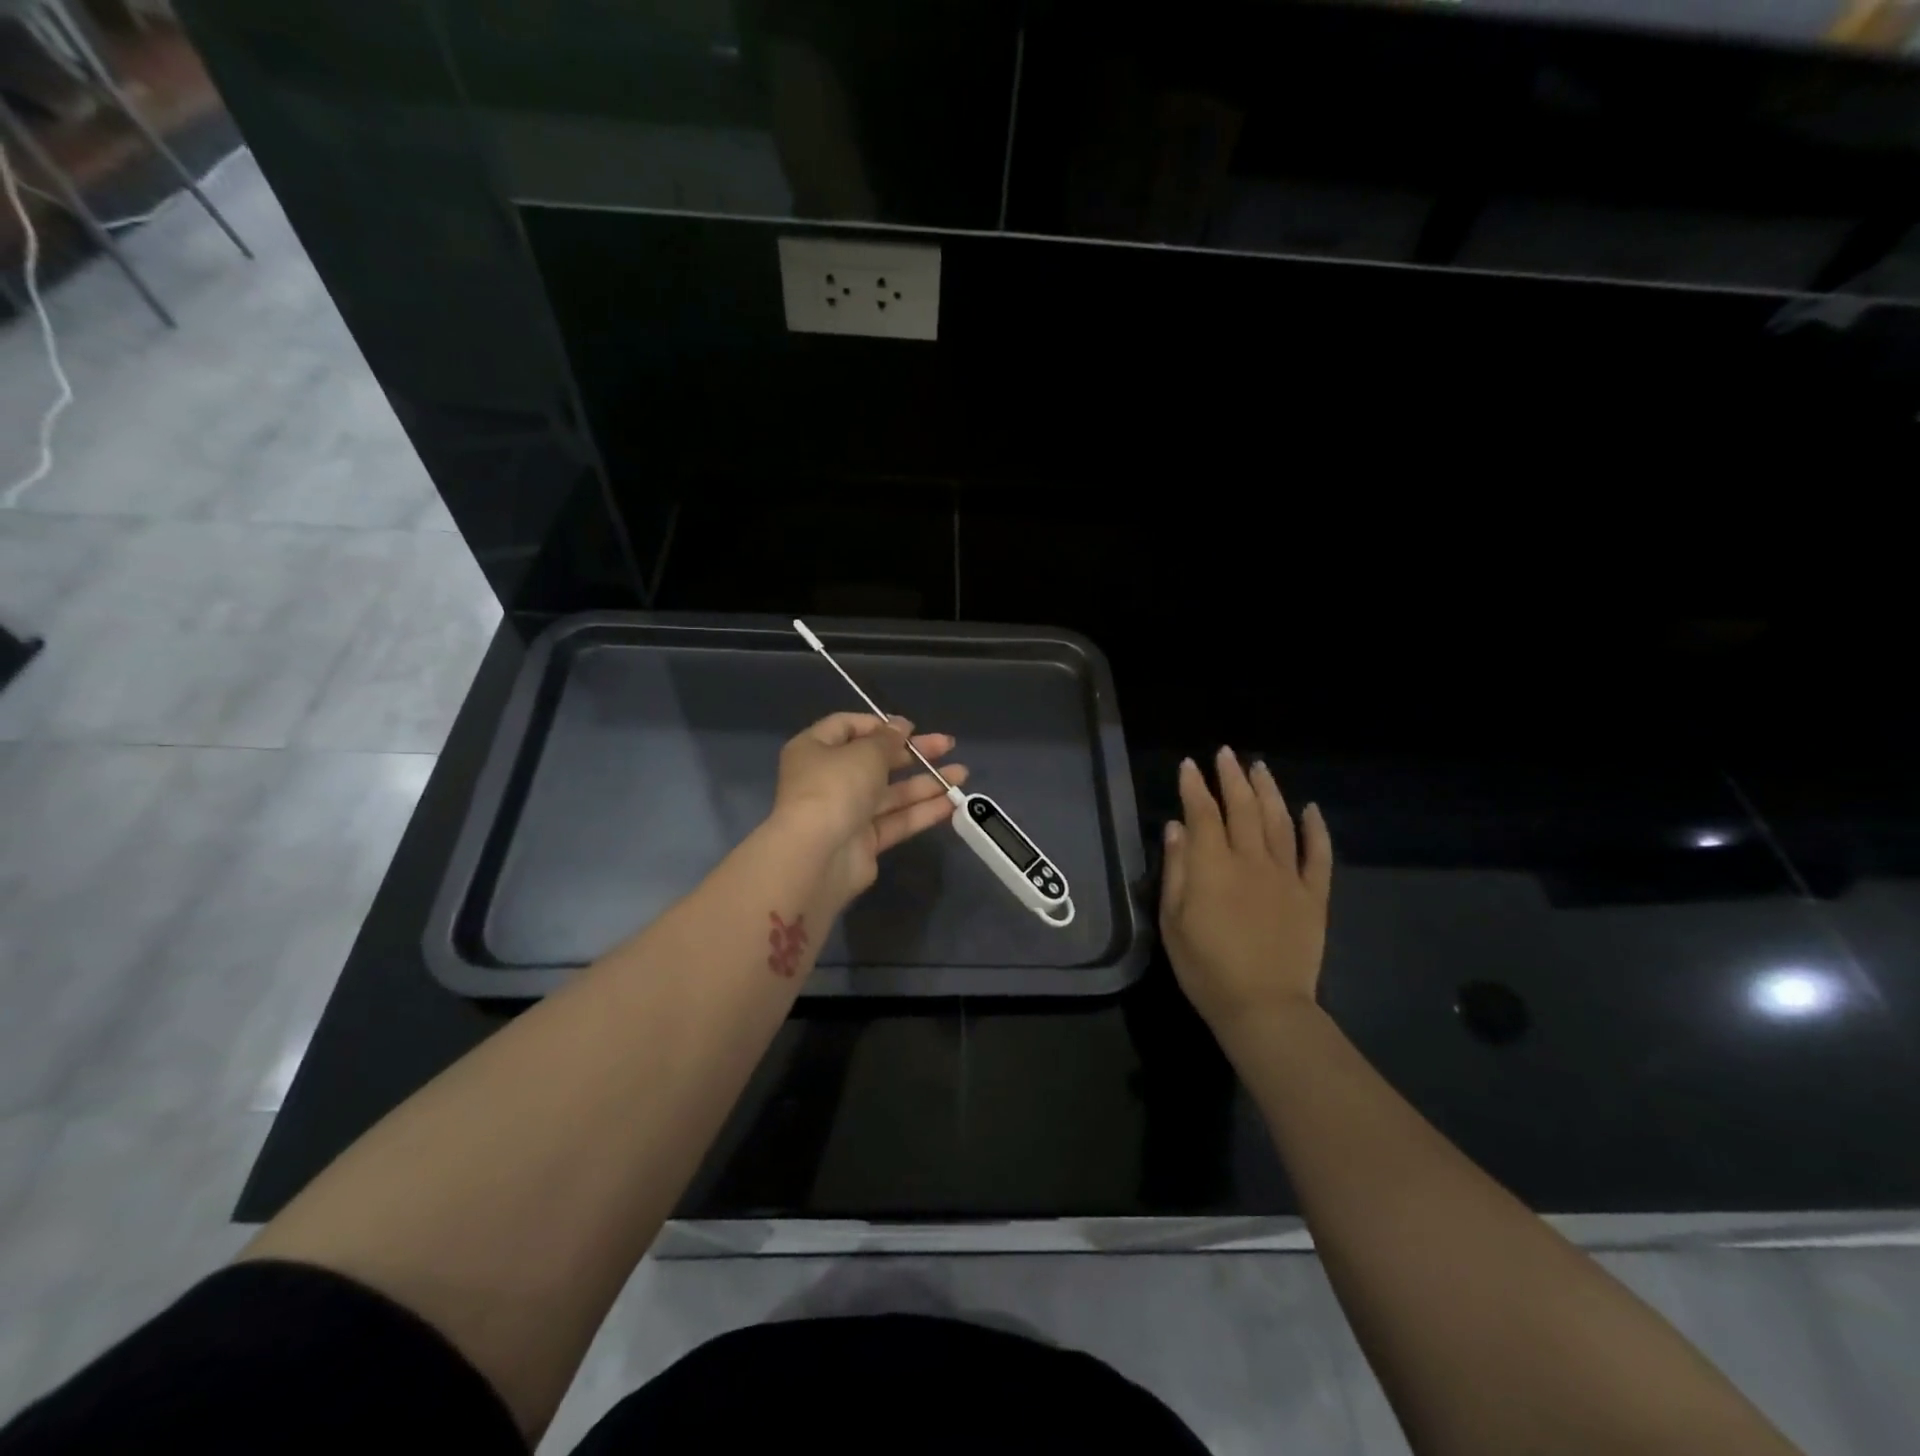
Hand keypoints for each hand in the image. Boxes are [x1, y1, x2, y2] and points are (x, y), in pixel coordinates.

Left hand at [770, 711, 967, 906]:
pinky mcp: (864, 842)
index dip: (880, 725)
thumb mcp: (865, 752)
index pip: (847, 727)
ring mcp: (846, 812)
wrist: (817, 857)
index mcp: (814, 749)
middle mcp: (828, 778)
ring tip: (963, 774)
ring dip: (926, 782)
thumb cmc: (835, 788)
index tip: (910, 728)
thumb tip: (900, 727)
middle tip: (947, 745)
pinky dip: (922, 811)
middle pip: (875, 760)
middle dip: (913, 753)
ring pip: (891, 793)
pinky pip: (896, 820)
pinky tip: (953, 803)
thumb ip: (888, 739)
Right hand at [1160, 747, 1332, 1040]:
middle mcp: (1252, 860)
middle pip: (1243, 808)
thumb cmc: (1205, 967)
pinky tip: (1311, 809)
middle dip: (1232, 777)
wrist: (1263, 1006)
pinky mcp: (1313, 897)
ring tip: (1260, 767)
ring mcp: (1287, 877)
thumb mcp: (1173, 920)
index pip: (1203, 813)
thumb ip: (1176, 869)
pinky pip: (1318, 856)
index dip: (1194, 787)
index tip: (1188, 765)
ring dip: (1269, 791)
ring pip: (1280, 822)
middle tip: (1225, 753)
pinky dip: (1316, 829)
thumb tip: (1176, 827)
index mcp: (1214, 866)